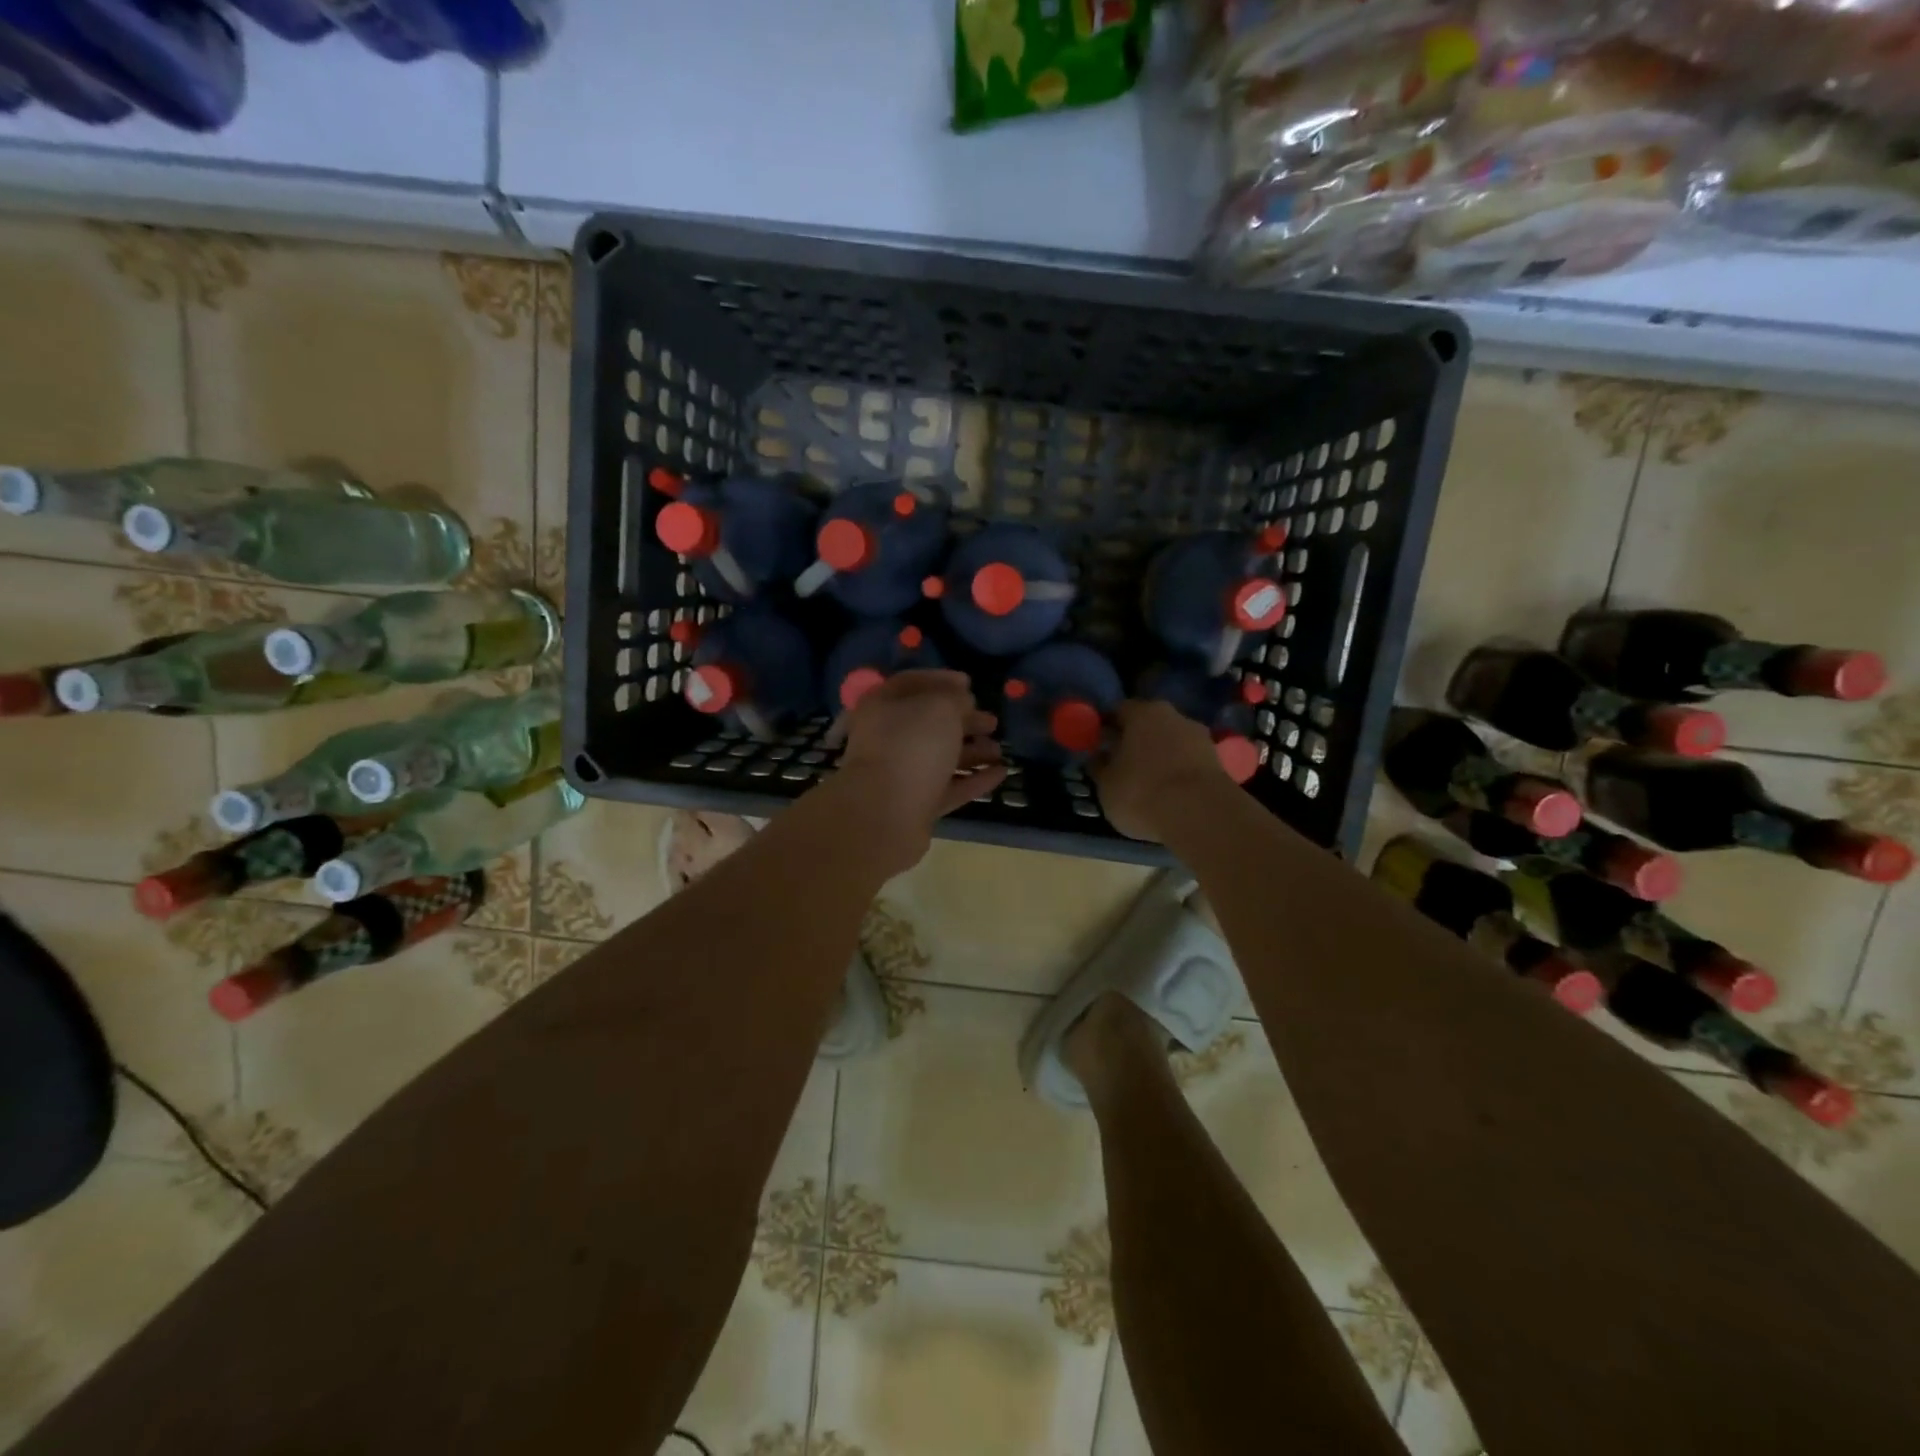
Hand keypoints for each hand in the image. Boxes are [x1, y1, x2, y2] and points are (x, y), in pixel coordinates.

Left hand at [830, 670, 1005, 870]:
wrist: (886, 814)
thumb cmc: (911, 746)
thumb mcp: (940, 708)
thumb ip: (955, 699)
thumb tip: (962, 702)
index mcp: (883, 706)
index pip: (912, 683)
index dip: (942, 680)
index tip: (970, 683)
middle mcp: (887, 737)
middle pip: (930, 723)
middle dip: (964, 721)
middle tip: (992, 721)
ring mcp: (901, 773)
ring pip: (941, 757)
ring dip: (972, 752)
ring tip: (999, 751)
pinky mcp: (915, 805)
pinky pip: (948, 787)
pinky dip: (973, 779)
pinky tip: (1000, 774)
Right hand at [1093, 699, 1231, 841]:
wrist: (1201, 815)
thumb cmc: (1142, 792)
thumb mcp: (1106, 785)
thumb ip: (1099, 767)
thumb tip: (1099, 757)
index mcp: (1141, 712)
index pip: (1118, 710)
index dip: (1106, 726)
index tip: (1099, 744)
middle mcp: (1173, 715)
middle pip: (1148, 724)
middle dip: (1135, 740)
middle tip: (1122, 763)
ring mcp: (1200, 737)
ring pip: (1171, 742)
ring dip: (1160, 756)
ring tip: (1147, 783)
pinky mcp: (1218, 761)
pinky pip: (1188, 762)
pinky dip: (1178, 772)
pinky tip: (1169, 793)